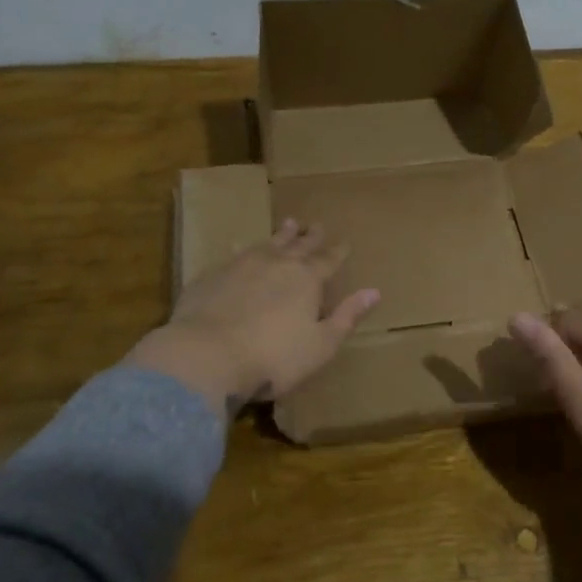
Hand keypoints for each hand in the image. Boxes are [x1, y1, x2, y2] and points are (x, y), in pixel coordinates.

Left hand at [125, 219, 380, 412]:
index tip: (345, 242)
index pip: (328, 260)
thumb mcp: (321, 345)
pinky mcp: (212, 276)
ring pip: (267, 243)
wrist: (207, 355)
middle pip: (298, 245)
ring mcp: (241, 266)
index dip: (338, 252)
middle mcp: (276, 263)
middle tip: (316, 224)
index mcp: (307, 279)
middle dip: (310, 236)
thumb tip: (374, 291)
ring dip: (280, 234)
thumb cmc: (274, 358)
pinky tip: (240, 250)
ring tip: (288, 224)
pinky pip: (235, 256)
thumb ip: (346, 316)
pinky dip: (245, 251)